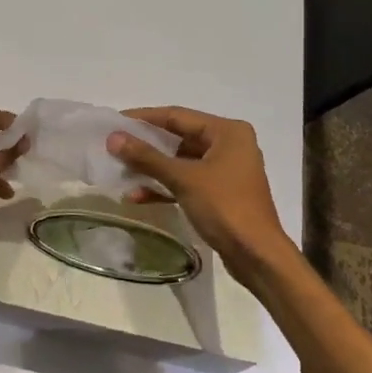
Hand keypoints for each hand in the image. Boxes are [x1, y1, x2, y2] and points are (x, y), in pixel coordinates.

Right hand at [106, 107, 291, 279]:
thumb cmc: (225, 207)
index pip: (177, 116)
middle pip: (179, 138)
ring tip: (121, 172)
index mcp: (227, 132)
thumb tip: (113, 138)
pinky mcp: (220, 193)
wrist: (258, 256)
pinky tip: (138, 196)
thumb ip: (147, 157)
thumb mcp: (183, 178)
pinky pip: (187, 181)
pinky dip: (165, 186)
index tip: (115, 121)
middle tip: (115, 146)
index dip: (144, 118)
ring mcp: (225, 170)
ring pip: (181, 161)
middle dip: (146, 145)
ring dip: (153, 168)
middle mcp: (229, 144)